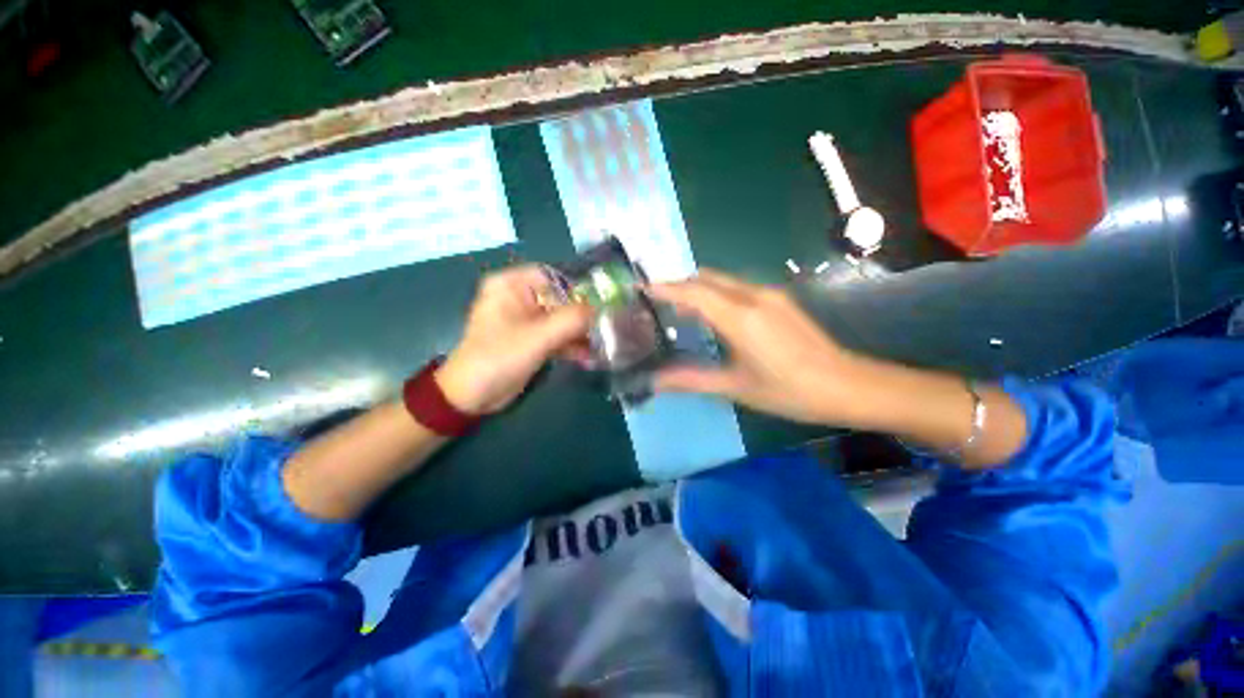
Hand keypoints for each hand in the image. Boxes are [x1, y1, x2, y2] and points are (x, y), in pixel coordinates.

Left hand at [436, 266, 591, 413]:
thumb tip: (599, 309)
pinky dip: (571, 345)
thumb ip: (571, 320)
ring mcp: (527, 320)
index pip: (553, 277)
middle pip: (560, 300)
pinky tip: (589, 357)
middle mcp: (519, 298)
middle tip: (606, 329)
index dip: (578, 290)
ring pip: (561, 320)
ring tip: (601, 346)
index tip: (600, 306)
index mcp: (511, 285)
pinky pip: (556, 336)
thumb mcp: (537, 337)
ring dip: (579, 334)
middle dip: (582, 317)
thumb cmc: (498, 357)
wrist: (472, 396)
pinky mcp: (532, 340)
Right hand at [648, 270, 866, 423]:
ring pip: (722, 280)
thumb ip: (691, 379)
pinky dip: (716, 294)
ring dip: (698, 289)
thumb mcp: (735, 387)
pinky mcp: (779, 299)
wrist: (848, 386)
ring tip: (679, 311)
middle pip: (706, 279)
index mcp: (740, 317)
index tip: (642, 288)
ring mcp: (769, 294)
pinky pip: (737, 287)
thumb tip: (655, 381)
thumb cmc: (789, 391)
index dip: (665, 288)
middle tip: (657, 304)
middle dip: (679, 286)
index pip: (693, 292)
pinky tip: (712, 316)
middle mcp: (753, 296)